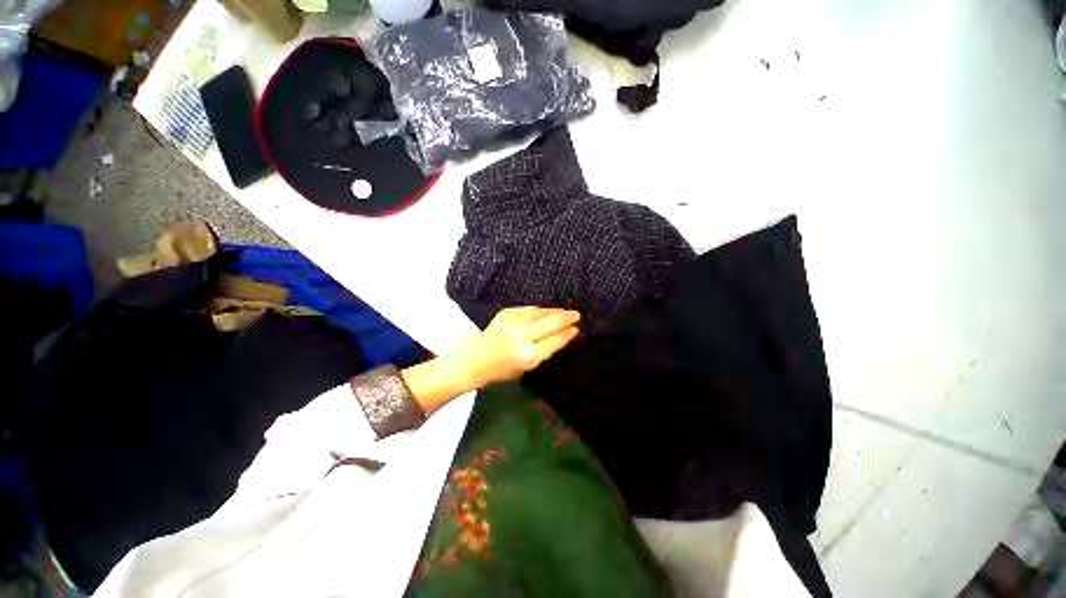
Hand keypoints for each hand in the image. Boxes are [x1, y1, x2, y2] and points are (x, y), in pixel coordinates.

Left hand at [450, 307, 580, 389]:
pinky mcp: (506, 313)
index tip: (577, 329)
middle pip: (551, 323)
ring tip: (565, 311)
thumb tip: (563, 335)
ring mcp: (513, 323)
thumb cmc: (501, 370)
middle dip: (566, 318)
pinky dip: (540, 310)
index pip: (555, 341)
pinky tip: (547, 311)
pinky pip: (529, 309)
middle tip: (577, 315)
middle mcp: (522, 337)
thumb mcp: (527, 368)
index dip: (568, 333)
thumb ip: (545, 351)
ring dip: (555, 311)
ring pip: (541, 313)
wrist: (474, 360)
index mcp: (529, 356)